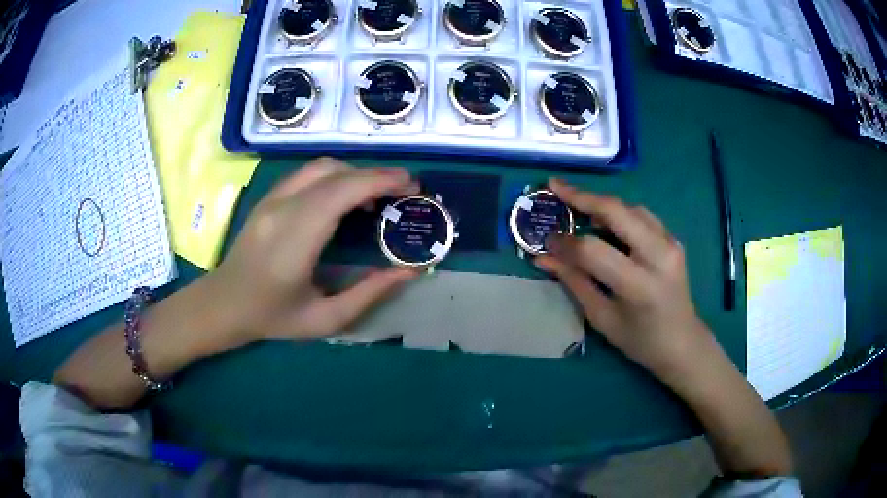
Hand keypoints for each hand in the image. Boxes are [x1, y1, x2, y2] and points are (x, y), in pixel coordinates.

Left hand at [205, 158, 419, 345]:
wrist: (223, 303)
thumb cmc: (273, 317)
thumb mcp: (325, 320)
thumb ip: (368, 294)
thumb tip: (408, 271)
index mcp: (294, 241)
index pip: (341, 193)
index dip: (379, 181)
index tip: (411, 185)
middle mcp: (282, 209)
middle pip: (335, 173)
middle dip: (376, 175)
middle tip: (405, 190)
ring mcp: (272, 199)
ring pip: (322, 167)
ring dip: (356, 174)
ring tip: (379, 196)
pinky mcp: (268, 197)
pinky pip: (308, 174)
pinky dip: (337, 177)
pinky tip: (347, 198)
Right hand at [536, 178, 714, 380]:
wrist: (683, 342)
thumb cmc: (640, 340)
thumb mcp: (602, 318)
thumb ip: (574, 282)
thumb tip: (543, 257)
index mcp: (639, 285)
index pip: (594, 250)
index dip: (566, 242)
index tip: (546, 240)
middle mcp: (659, 255)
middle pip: (616, 211)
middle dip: (581, 196)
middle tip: (555, 186)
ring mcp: (670, 243)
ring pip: (629, 207)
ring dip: (601, 203)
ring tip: (576, 204)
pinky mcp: (673, 239)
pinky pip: (642, 215)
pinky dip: (619, 212)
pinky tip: (605, 220)